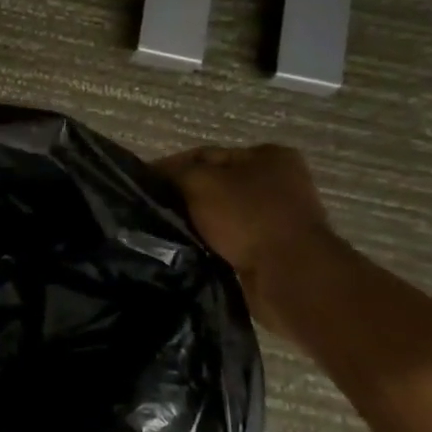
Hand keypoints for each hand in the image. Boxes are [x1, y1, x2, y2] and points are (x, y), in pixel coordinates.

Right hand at [153, 144, 339, 329]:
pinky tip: (189, 249)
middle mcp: (280, 182)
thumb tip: (154, 175)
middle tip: (152, 209)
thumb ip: (175, 173)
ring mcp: (280, 218)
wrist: (289, 277)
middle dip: (184, 197)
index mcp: (269, 156)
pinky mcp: (273, 250)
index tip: (142, 185)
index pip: (205, 155)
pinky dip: (211, 243)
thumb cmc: (248, 217)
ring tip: (166, 231)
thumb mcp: (201, 183)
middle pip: (215, 185)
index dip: (170, 167)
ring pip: (221, 215)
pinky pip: (230, 241)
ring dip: (197, 223)